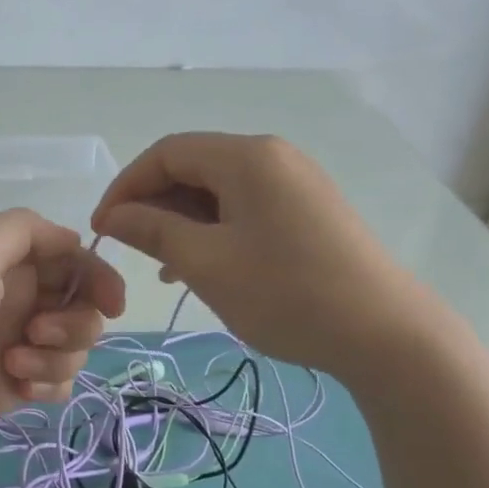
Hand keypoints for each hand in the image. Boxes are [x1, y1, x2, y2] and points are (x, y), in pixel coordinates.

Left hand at [0, 209, 125, 464]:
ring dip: (56, 355)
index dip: (97, 275)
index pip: (70, 259)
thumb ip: (24, 230)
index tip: (112, 301)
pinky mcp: (14, 388)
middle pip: (81, 303)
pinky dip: (48, 384)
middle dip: (75, 320)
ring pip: (75, 345)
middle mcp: (15, 300)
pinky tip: (18, 389)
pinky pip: (59, 382)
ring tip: (13, 363)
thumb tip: (73, 239)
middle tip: (37, 332)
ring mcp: (16, 345)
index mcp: (4, 263)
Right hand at [90, 132, 438, 378]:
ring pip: (219, 191)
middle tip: (131, 250)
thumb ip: (153, 231)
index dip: (126, 186)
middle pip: (194, 167)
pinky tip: (203, 266)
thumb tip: (114, 216)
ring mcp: (296, 183)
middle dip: (154, 204)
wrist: (386, 334)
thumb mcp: (207, 263)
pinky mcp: (310, 210)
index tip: (102, 229)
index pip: (167, 153)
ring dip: (182, 221)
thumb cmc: (286, 294)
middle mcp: (273, 157)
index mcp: (247, 157)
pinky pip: (246, 208)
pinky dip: (215, 230)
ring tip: (163, 267)